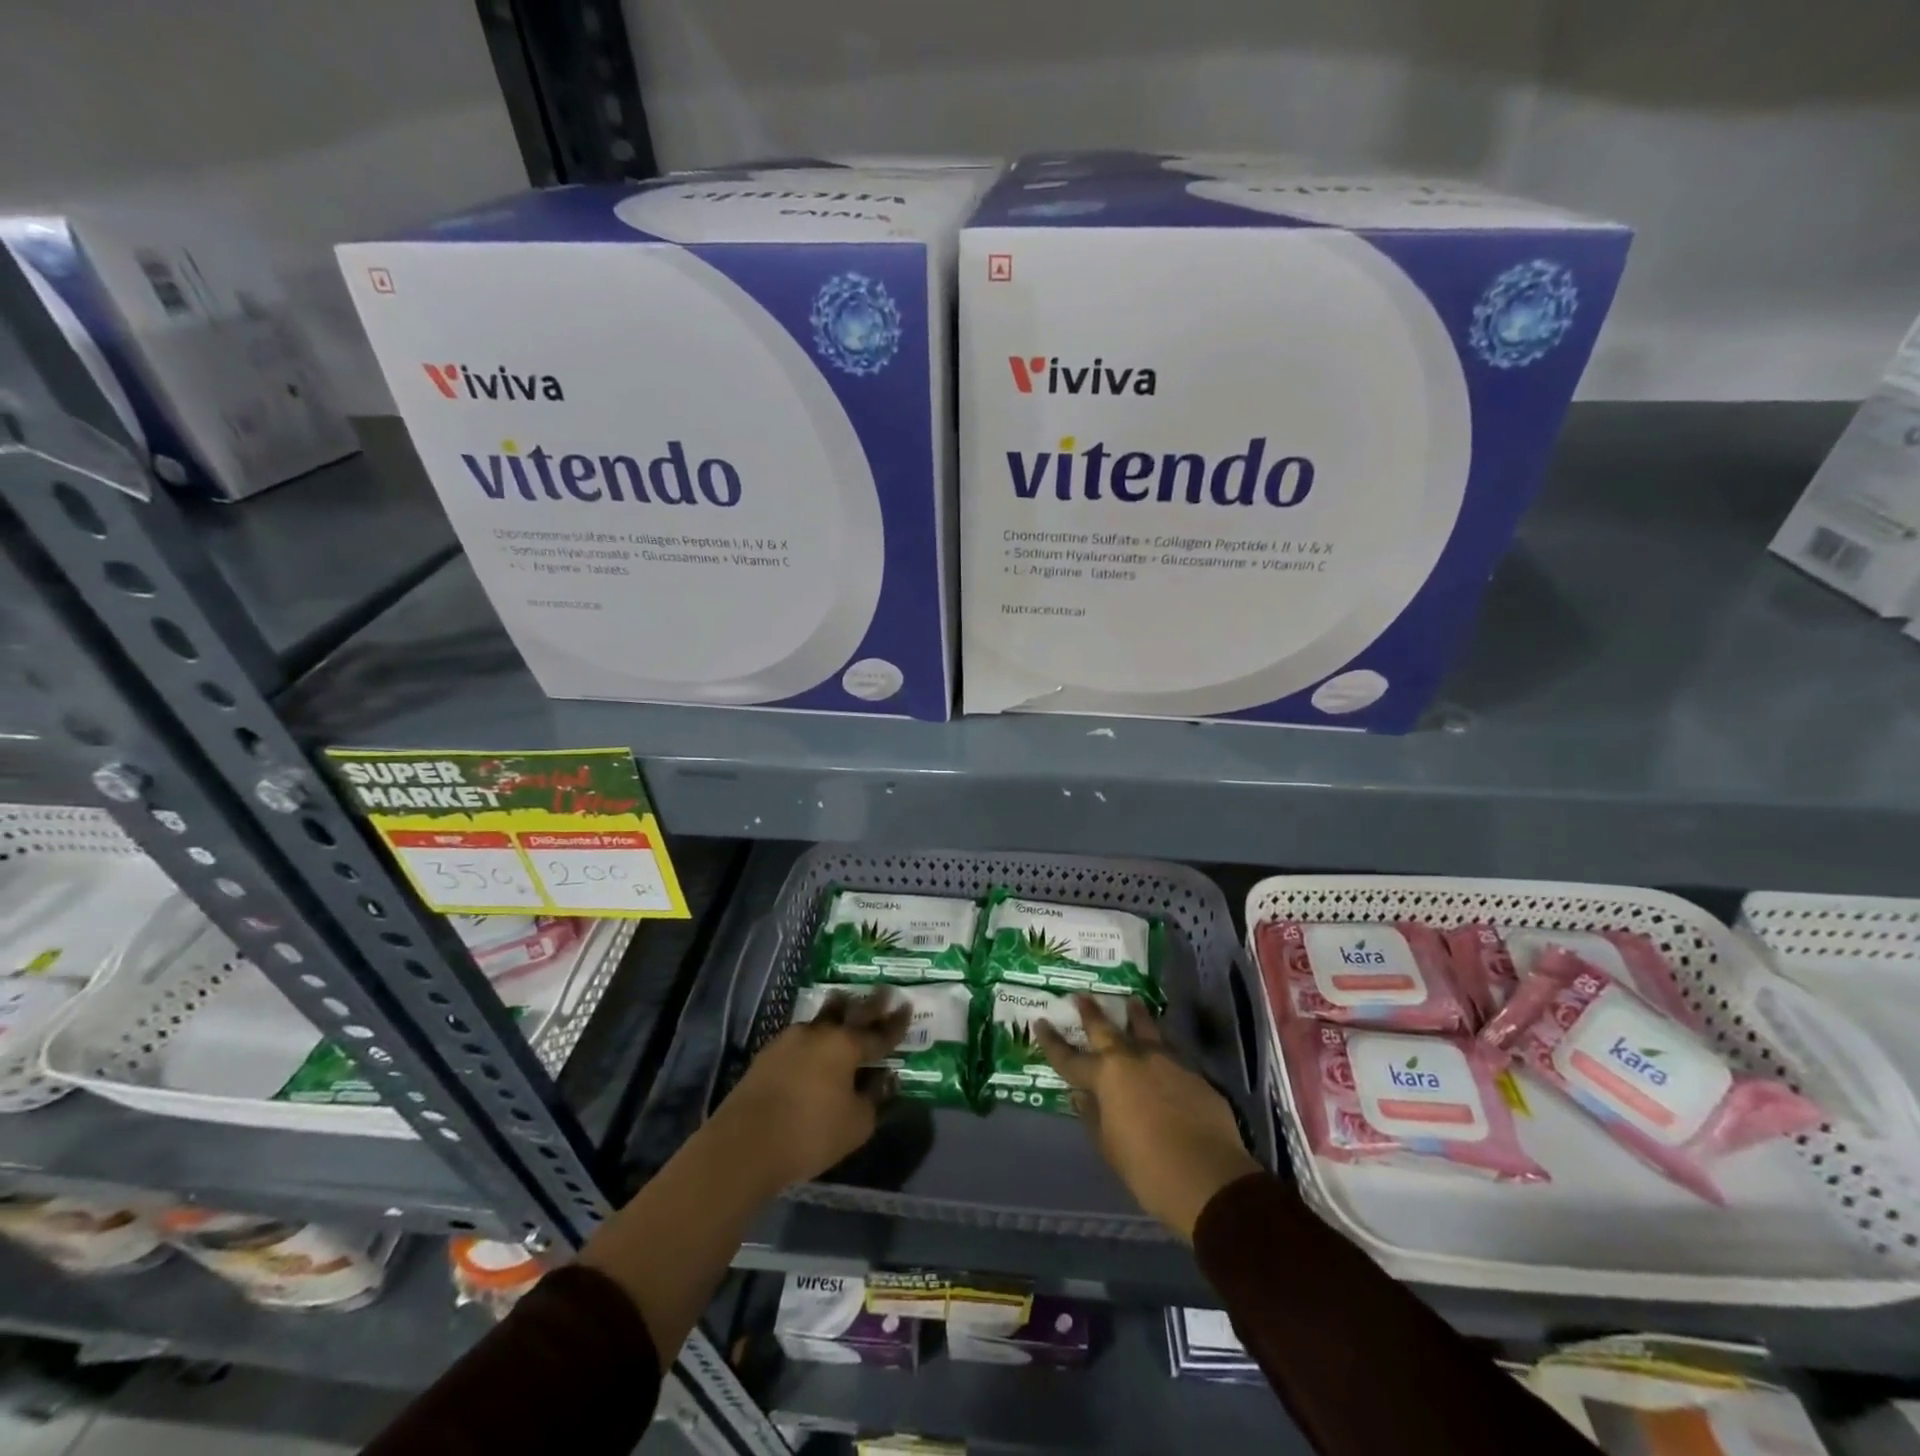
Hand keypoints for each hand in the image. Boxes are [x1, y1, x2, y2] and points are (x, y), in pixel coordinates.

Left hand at [707, 989, 910, 1197]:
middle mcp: (820, 1033)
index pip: (880, 1032)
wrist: (745, 1143)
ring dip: (837, 1011)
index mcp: (847, 1046)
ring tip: (845, 1004)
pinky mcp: (768, 1053)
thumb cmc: (810, 1134)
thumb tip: (885, 1079)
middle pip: (850, 1011)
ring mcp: (791, 1039)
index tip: (907, 1006)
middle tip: (884, 991)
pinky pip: (801, 1037)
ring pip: (821, 1018)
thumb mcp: (856, 1125)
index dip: (896, 1022)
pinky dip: (814, 1037)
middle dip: (870, 1003)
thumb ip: (875, 1099)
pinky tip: (814, 1045)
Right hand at [1037, 996, 1261, 1240]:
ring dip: (1135, 1016)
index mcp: (1106, 1077)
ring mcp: (1166, 1062)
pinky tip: (1162, 1056)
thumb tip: (1081, 1096)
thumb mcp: (1108, 1147)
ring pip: (1146, 1030)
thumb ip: (1093, 1116)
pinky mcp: (1193, 1075)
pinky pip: (1170, 1055)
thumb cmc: (1148, 1169)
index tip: (1040, 1022)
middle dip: (1091, 1012)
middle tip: (1081, 996)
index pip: (1069, 1058)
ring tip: (1132, 1001)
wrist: (1210, 1178)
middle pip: (1106, 1029)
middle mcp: (1134, 1059)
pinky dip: (1160, 1051)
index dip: (1052, 1042)